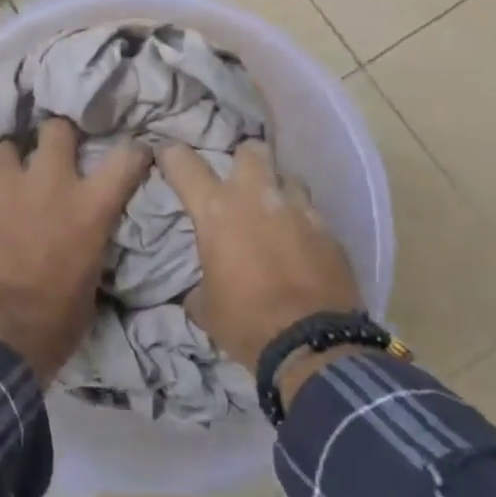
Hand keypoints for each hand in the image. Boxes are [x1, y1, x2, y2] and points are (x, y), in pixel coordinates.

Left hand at [0, 118, 151, 382]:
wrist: (3, 336)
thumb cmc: (59, 318)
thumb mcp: (93, 276)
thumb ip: (92, 238)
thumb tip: (88, 232)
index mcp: (89, 205)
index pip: (125, 157)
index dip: (132, 152)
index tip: (132, 154)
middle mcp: (50, 184)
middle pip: (55, 129)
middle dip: (56, 136)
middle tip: (54, 152)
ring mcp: (5, 190)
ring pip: (3, 149)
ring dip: (8, 162)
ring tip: (9, 179)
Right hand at [157, 141, 362, 377]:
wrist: (313, 346)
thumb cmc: (246, 321)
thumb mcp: (206, 306)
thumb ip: (199, 283)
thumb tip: (200, 288)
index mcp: (217, 210)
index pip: (184, 164)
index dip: (171, 154)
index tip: (166, 153)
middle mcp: (257, 197)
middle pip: (251, 150)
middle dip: (242, 159)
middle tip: (238, 180)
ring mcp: (298, 210)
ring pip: (288, 177)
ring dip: (278, 190)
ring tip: (274, 213)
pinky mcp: (329, 231)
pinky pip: (312, 213)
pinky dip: (303, 223)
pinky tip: (301, 245)